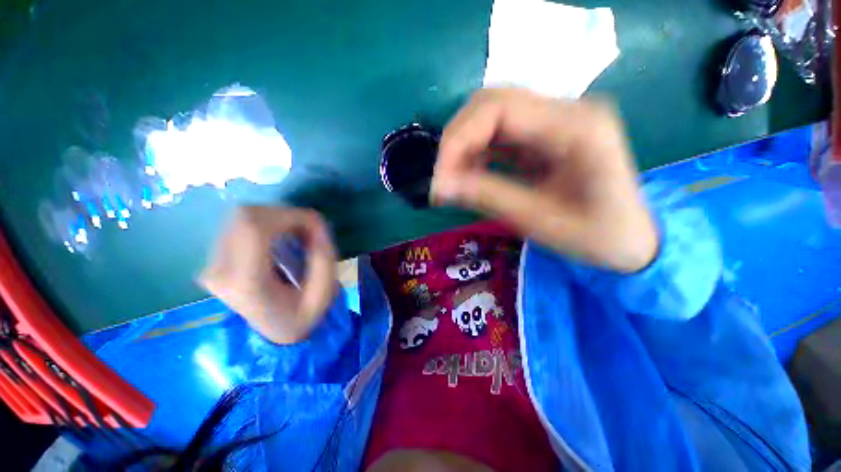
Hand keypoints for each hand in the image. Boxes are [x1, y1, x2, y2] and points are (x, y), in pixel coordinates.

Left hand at [199, 207, 337, 343]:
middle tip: (307, 229)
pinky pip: (240, 224)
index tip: (314, 224)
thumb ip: (324, 257)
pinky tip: (281, 236)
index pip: (255, 228)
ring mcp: (212, 264)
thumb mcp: (324, 294)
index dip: (289, 216)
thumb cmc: (300, 317)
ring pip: (242, 216)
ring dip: (276, 217)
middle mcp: (220, 271)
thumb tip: (316, 222)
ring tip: (296, 233)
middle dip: (284, 214)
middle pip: (246, 216)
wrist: (270, 335)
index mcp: (247, 283)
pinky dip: (267, 222)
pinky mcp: (213, 258)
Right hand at [431, 88, 657, 272]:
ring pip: (491, 116)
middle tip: (442, 178)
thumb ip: (488, 197)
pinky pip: (500, 134)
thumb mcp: (539, 220)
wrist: (631, 240)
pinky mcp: (545, 135)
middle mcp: (567, 110)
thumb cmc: (597, 237)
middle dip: (456, 140)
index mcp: (577, 126)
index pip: (498, 108)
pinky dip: (476, 153)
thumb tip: (440, 186)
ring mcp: (555, 120)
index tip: (439, 177)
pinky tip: (469, 175)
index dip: (458, 139)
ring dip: (464, 146)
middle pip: (491, 102)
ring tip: (452, 180)